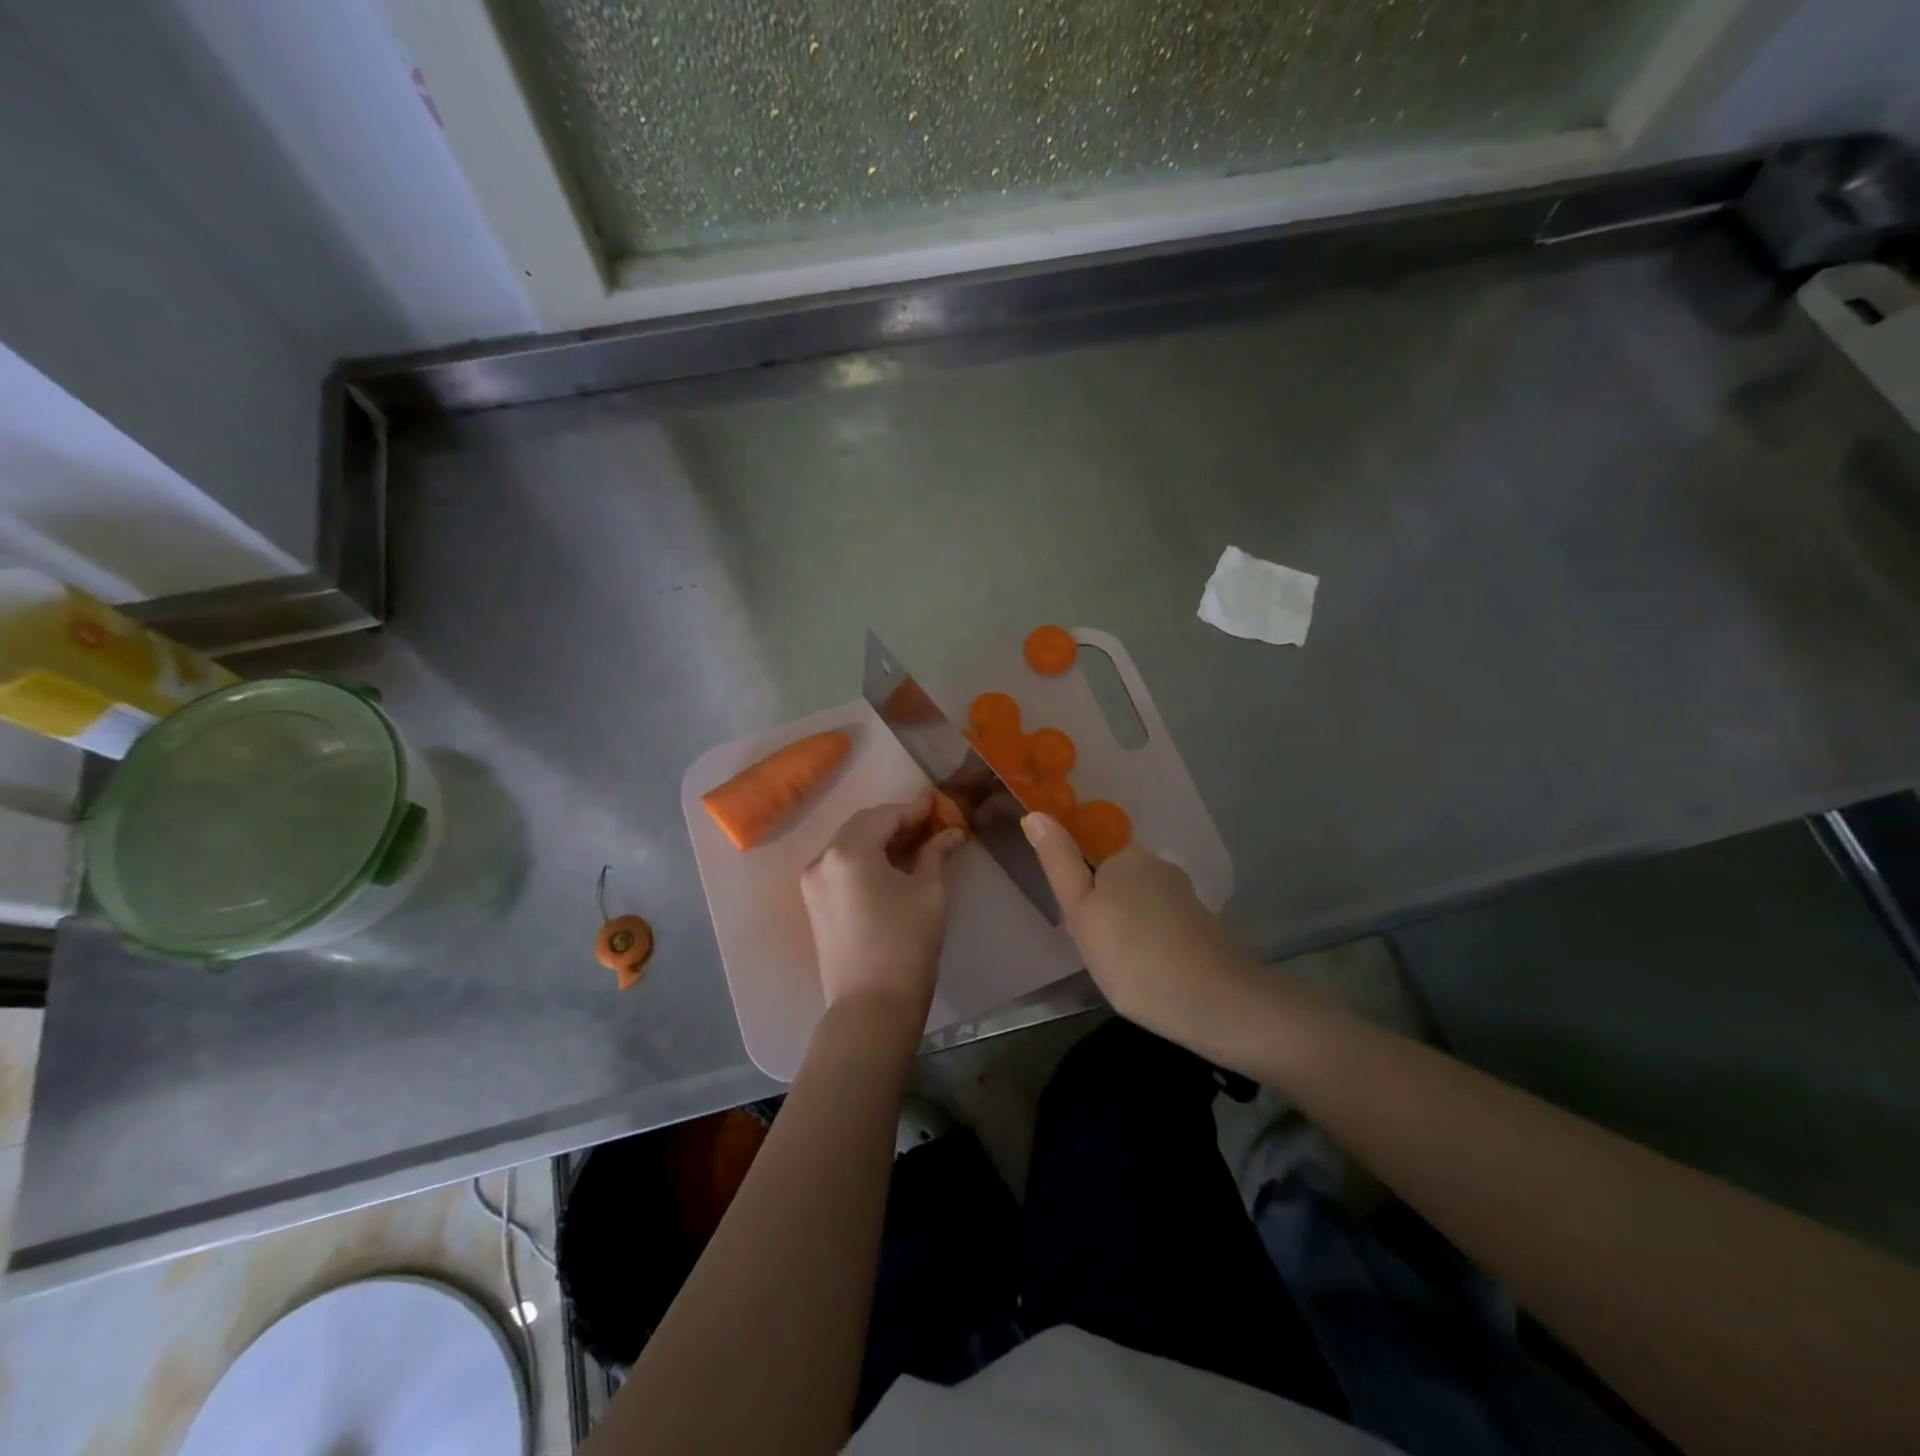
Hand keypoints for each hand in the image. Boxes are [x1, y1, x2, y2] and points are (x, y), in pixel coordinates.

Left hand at [802, 793, 965, 1031]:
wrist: (871, 1007)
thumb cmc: (906, 944)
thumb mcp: (929, 892)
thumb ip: (936, 853)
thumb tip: (951, 832)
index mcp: (848, 851)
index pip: (885, 815)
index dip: (915, 810)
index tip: (940, 808)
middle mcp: (822, 860)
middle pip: (862, 826)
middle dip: (896, 823)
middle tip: (930, 827)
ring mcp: (813, 884)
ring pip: (849, 846)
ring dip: (880, 841)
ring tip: (915, 847)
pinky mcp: (814, 905)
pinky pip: (841, 868)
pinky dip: (866, 860)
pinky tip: (892, 869)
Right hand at [1022, 814, 1256, 1044]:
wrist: (1214, 1002)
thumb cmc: (1131, 955)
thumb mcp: (1080, 910)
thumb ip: (1058, 862)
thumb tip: (1035, 814)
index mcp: (1126, 856)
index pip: (1090, 860)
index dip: (1080, 894)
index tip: (1082, 929)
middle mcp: (1159, 866)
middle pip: (1117, 882)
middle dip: (1105, 911)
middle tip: (1098, 952)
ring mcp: (1185, 895)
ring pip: (1141, 905)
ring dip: (1129, 929)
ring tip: (1124, 968)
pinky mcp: (1203, 925)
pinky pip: (1163, 925)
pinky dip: (1153, 943)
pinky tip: (1152, 972)